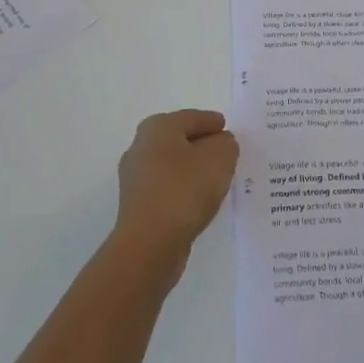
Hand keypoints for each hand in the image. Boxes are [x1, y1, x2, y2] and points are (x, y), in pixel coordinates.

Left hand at [112, 109, 238, 274]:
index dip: (212, 122)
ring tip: (216, 178)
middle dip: (202, 145)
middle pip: (179, 139)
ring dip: (193, 169)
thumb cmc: (184, 190)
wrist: (148, 245)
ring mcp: (136, 178)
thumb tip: (220, 143)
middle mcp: (141, 147)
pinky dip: (184, 189)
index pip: (192, 117)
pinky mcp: (137, 205)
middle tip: (226, 152)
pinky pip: (168, 188)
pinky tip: (199, 201)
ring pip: (173, 165)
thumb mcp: (219, 158)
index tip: (227, 128)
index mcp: (158, 127)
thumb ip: (226, 144)